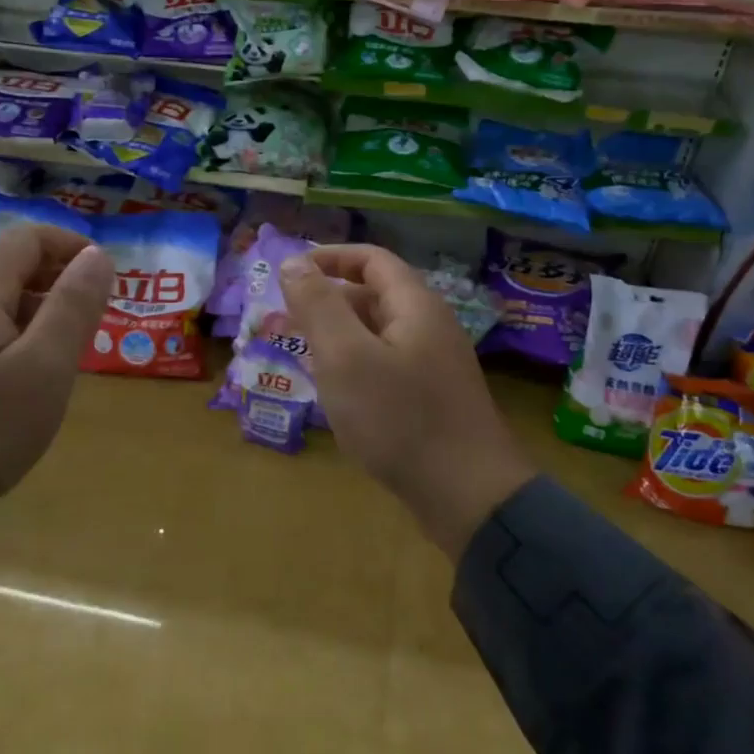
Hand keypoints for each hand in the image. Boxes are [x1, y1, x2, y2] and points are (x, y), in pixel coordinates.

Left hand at [0, 224, 113, 528]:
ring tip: (65, 357)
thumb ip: (73, 307)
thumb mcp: (43, 369)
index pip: (27, 238)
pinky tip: (22, 384)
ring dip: (37, 315)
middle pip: (9, 269)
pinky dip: (12, 340)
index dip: (72, 246)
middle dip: (58, 283)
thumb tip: (98, 255)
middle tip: (92, 323)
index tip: (106, 278)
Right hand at [280, 245, 535, 559]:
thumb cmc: (399, 418)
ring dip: (338, 336)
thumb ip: (318, 305)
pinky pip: (385, 365)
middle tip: (285, 319)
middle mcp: (429, 327)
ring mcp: (433, 365)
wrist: (468, 496)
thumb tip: (293, 262)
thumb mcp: (345, 357)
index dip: (329, 257)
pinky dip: (354, 366)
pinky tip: (334, 391)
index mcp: (414, 305)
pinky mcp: (431, 398)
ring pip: (377, 334)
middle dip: (327, 300)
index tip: (289, 273)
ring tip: (301, 353)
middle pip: (374, 295)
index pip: (371, 259)